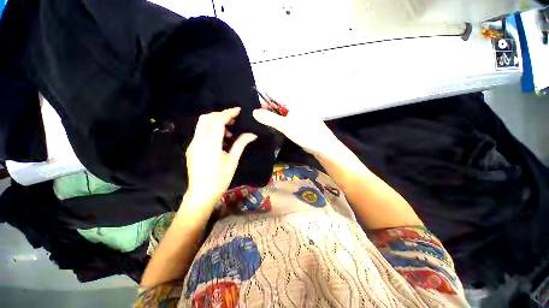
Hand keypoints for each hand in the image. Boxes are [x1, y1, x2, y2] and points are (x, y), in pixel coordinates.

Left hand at [184, 107, 256, 208]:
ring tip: (228, 131)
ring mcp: (192, 145)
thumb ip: (241, 144)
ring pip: (201, 125)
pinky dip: (210, 130)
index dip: (228, 113)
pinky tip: (220, 139)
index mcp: (211, 146)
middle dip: (220, 114)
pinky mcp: (191, 149)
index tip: (238, 110)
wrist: (201, 194)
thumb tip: (252, 134)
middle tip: (233, 119)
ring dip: (215, 122)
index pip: (218, 122)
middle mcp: (198, 142)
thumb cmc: (220, 179)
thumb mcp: (233, 161)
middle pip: (206, 118)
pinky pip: (200, 133)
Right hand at [252, 107, 340, 156]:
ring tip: (260, 124)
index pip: (275, 99)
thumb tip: (254, 112)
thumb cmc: (305, 133)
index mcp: (294, 103)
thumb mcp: (285, 125)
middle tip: (255, 120)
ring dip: (272, 120)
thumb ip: (270, 118)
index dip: (264, 104)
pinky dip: (279, 125)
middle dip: (267, 113)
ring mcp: (297, 116)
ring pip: (281, 116)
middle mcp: (295, 107)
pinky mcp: (298, 124)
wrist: (322, 146)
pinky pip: (285, 122)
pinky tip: (272, 129)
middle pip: (277, 108)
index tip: (254, 112)